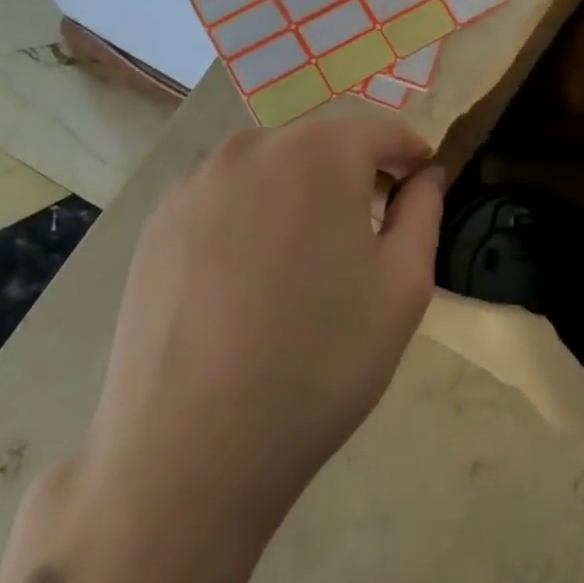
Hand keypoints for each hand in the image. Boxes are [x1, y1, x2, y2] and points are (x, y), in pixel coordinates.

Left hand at [82, 115, 445, 530]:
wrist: (189, 453)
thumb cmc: (320, 362)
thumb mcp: (403, 286)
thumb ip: (424, 210)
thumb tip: (426, 174)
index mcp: (319, 152)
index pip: (381, 129)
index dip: (409, 154)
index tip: (421, 184)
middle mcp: (252, 147)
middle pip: (323, 142)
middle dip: (356, 170)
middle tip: (371, 226)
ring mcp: (196, 183)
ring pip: (271, 167)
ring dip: (302, 191)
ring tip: (307, 256)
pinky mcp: (157, 223)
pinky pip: (225, 197)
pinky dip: (252, 215)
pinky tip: (250, 278)